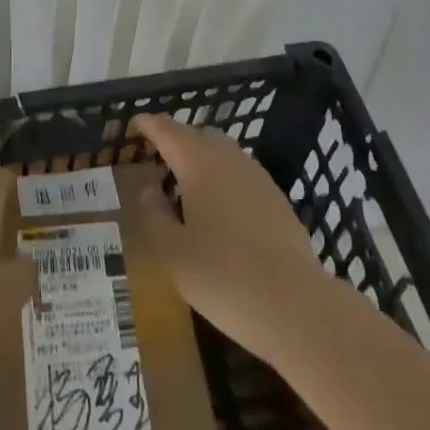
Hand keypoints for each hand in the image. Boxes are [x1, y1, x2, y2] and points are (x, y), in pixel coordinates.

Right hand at [129, 114, 329, 361]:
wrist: (295, 304)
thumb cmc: (224, 277)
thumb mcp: (173, 253)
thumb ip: (154, 215)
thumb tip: (149, 188)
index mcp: (196, 161)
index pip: (165, 129)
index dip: (148, 124)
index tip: (134, 125)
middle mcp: (226, 156)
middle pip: (195, 134)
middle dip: (175, 141)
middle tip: (159, 162)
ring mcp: (254, 173)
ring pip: (220, 151)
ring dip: (201, 158)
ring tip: (188, 188)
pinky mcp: (275, 196)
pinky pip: (240, 172)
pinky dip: (223, 178)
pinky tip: (221, 210)